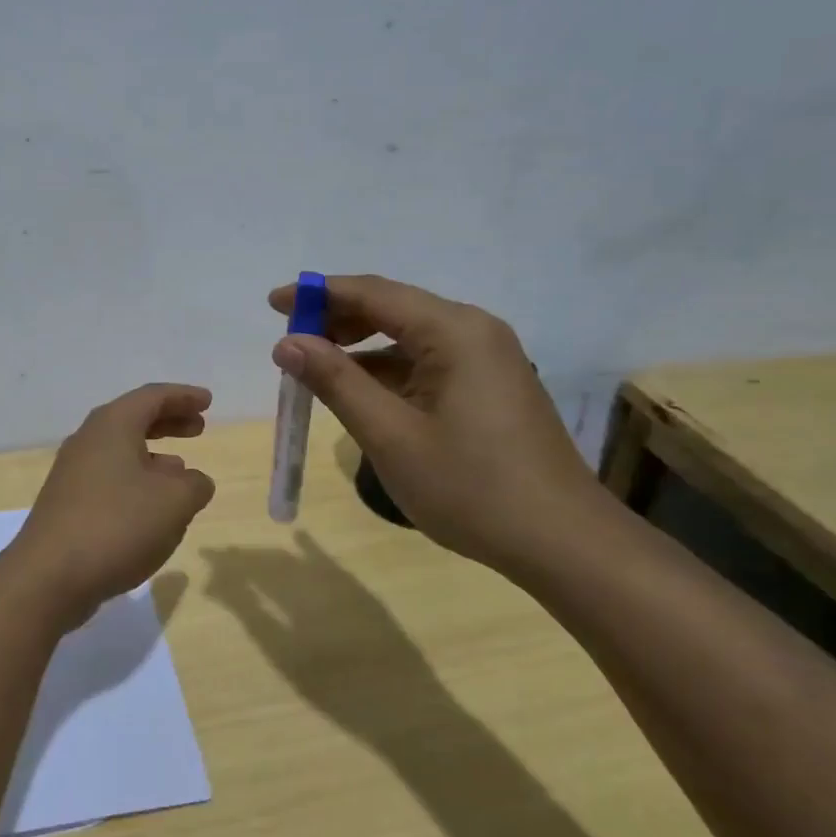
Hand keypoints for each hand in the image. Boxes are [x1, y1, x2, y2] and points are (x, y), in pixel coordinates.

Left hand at [7, 383, 216, 627]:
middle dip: (168, 421)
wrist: (49, 577)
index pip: (152, 396)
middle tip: (198, 428)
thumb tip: (194, 481)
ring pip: (120, 450)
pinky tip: (151, 507)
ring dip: (153, 455)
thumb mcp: (174, 502)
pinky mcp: (67, 504)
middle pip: (133, 419)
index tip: (208, 402)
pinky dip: (136, 480)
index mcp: (112, 425)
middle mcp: (88, 440)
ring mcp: (73, 473)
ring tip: (181, 470)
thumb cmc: (118, 525)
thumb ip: (194, 484)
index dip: (183, 396)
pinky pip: (109, 478)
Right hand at [269, 275, 606, 579]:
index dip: (318, 294)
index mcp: (454, 331)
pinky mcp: (489, 388)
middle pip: (392, 309)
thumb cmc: (471, 487)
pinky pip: (426, 364)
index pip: (373, 293)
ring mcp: (486, 360)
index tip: (272, 303)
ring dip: (360, 350)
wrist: (562, 543)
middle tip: (289, 343)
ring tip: (314, 372)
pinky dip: (387, 373)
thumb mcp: (389, 434)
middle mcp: (473, 332)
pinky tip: (359, 395)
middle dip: (336, 321)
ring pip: (408, 339)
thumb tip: (287, 343)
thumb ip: (335, 382)